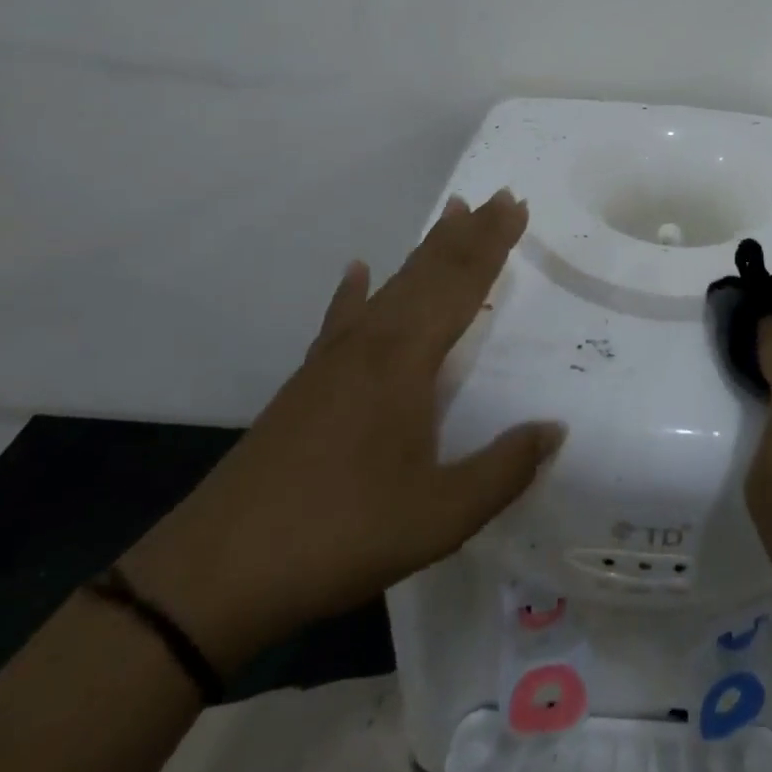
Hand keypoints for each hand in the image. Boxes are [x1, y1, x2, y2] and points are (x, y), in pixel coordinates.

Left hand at [123, 190, 562, 670]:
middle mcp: (372, 343)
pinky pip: (341, 318)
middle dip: (469, 232)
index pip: (461, 285)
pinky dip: (355, 290)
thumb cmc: (339, 535)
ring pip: (392, 286)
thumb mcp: (439, 518)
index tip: (516, 205)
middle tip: (499, 195)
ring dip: (427, 249)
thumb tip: (555, 429)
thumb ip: (504, 470)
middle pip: (430, 271)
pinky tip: (358, 271)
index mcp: (406, 360)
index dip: (492, 244)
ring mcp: (333, 360)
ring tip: (452, 214)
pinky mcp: (306, 383)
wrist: (215, 575)